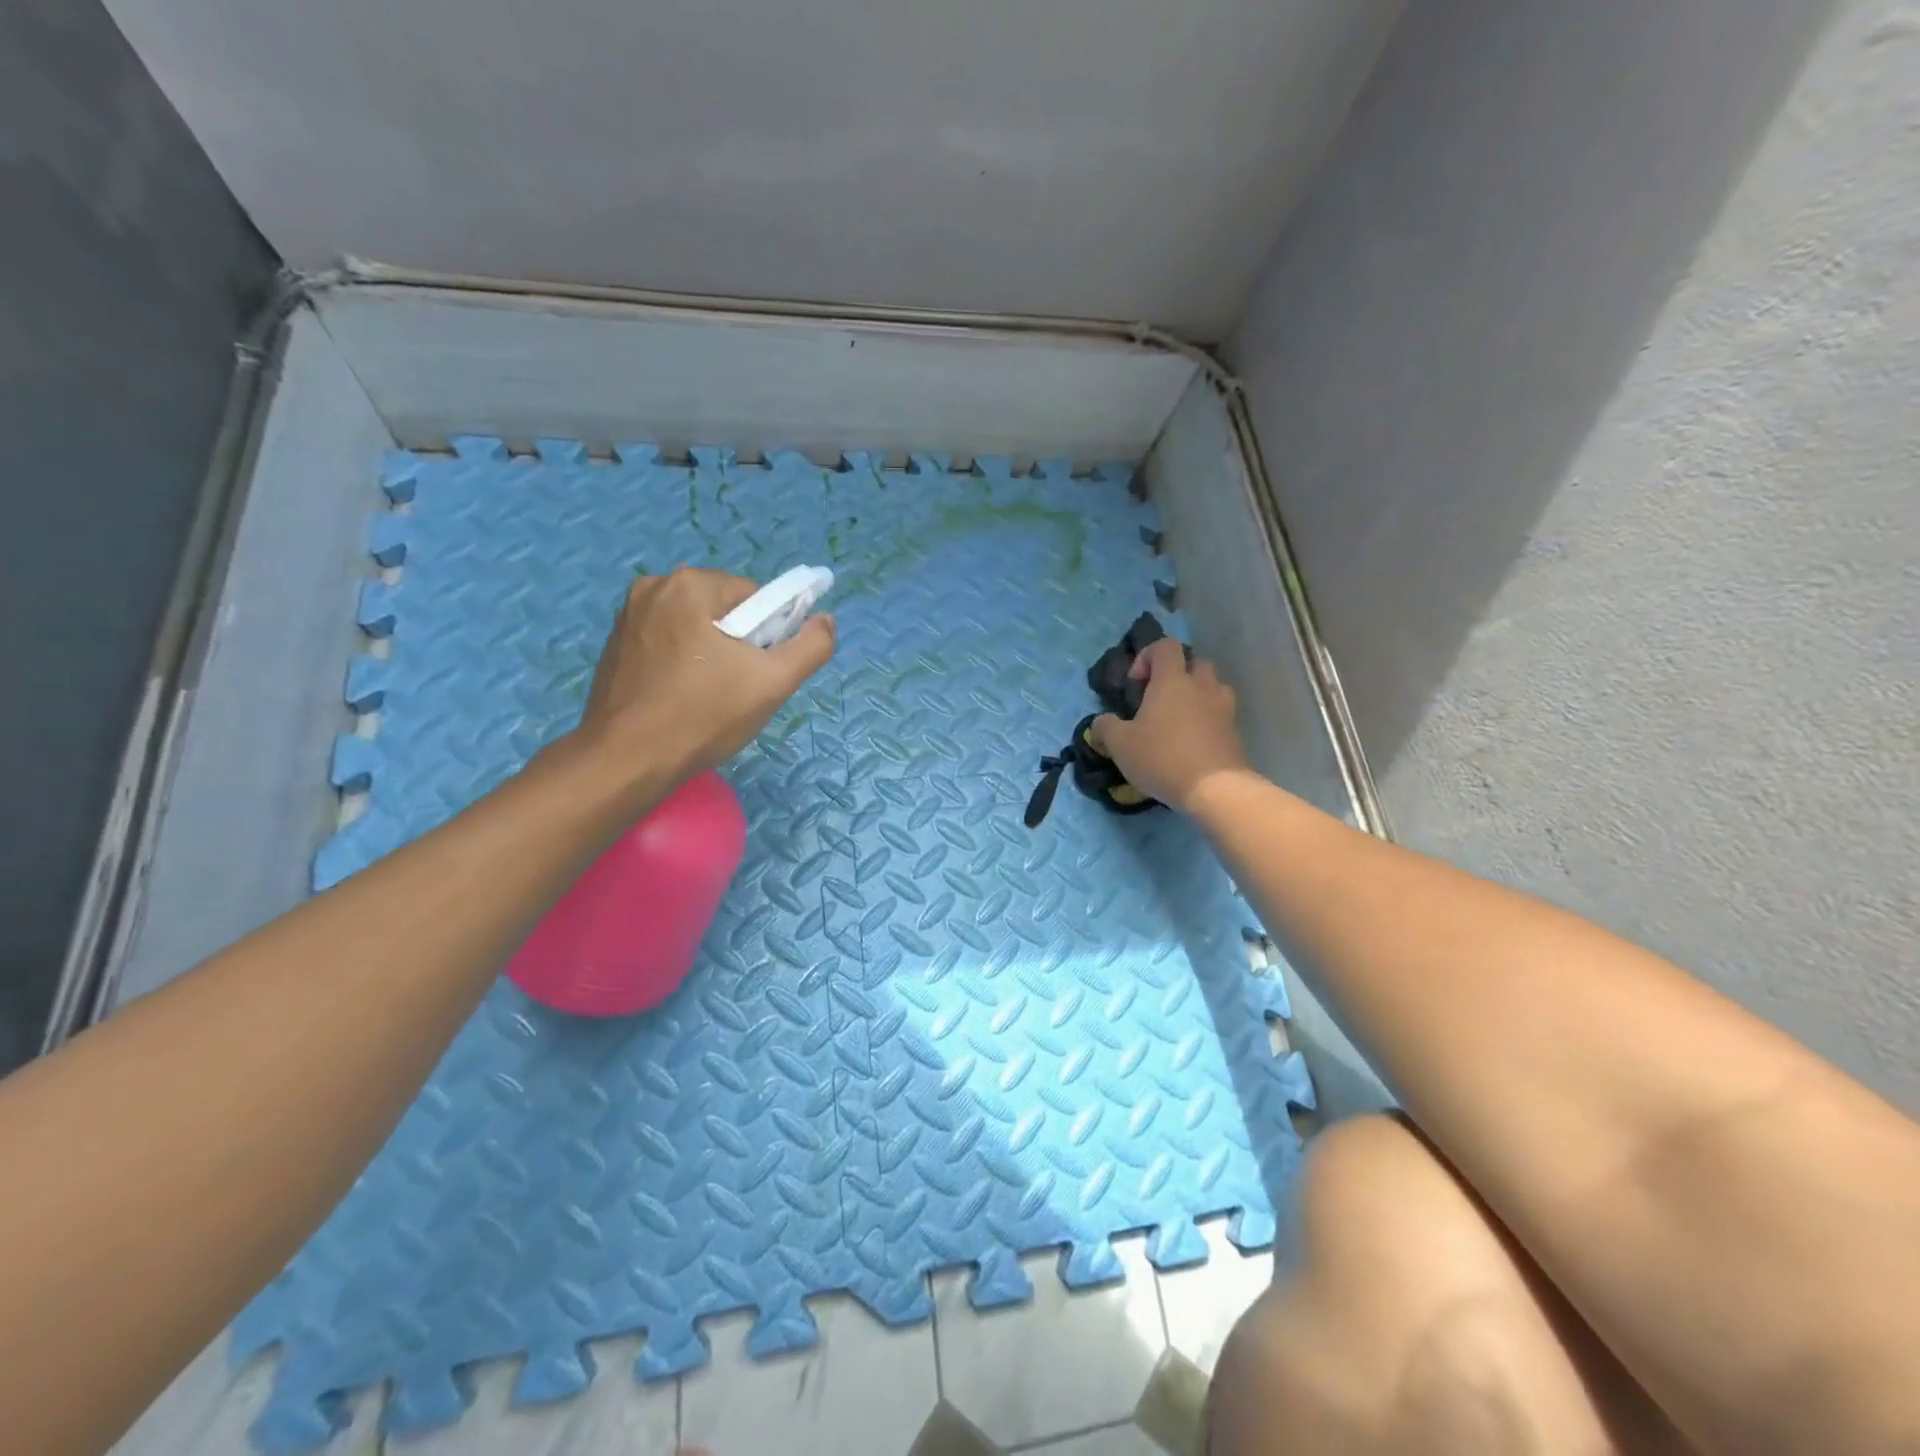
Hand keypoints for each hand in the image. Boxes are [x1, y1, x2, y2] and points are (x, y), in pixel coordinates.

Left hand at [572, 567, 834, 789]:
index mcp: (690, 584)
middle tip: (737, 688)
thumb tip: (826, 620)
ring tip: (709, 697)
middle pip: (724, 610)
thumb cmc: (703, 716)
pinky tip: (681, 698)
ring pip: (695, 627)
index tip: (760, 672)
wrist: (627, 761)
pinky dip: (682, 663)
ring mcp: (627, 616)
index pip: (755, 597)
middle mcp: (653, 587)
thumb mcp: (773, 682)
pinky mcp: (614, 645)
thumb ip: (811, 646)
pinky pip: (667, 643)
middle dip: (738, 644)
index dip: (769, 635)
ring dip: (711, 654)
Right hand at [1090, 638, 1249, 812]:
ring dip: (1196, 696)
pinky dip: (1207, 721)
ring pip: (1212, 687)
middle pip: (1194, 663)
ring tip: (1178, 721)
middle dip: (1176, 675)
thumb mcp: (1120, 744)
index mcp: (1172, 680)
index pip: (1165, 646)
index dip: (1148, 656)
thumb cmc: (1163, 757)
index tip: (1136, 683)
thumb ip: (1106, 727)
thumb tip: (1101, 722)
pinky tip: (1192, 744)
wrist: (1216, 789)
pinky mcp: (1235, 732)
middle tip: (1159, 699)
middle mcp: (1202, 686)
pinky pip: (1220, 714)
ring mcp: (1224, 708)